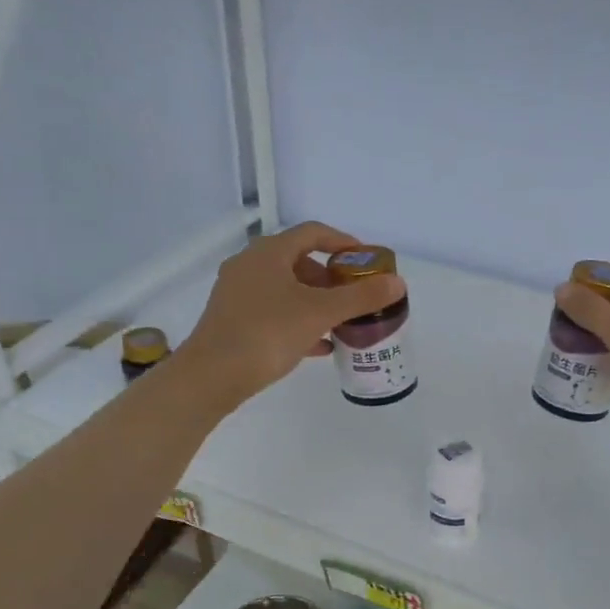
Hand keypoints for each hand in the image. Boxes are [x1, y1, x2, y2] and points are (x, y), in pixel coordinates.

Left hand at [178, 222, 406, 405]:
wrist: (211, 376)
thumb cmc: (267, 333)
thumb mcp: (320, 314)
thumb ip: (360, 298)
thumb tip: (398, 283)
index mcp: (268, 252)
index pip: (312, 233)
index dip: (342, 242)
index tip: (365, 261)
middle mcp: (249, 265)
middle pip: (298, 261)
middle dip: (330, 278)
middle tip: (353, 296)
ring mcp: (237, 293)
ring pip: (286, 289)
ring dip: (315, 302)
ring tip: (340, 322)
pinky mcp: (232, 320)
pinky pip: (273, 312)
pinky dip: (298, 321)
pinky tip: (319, 346)